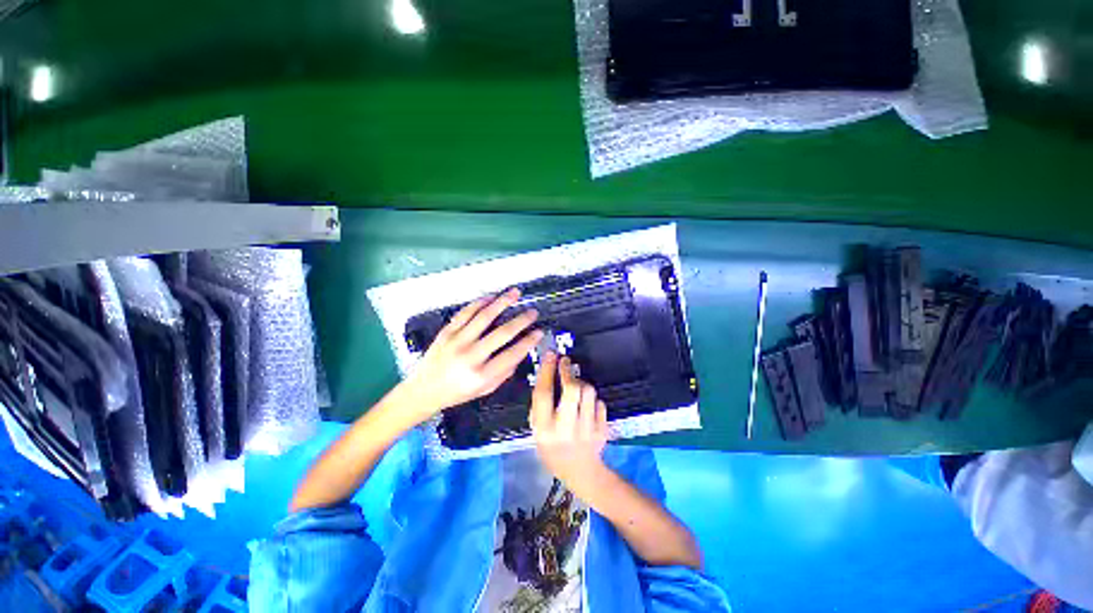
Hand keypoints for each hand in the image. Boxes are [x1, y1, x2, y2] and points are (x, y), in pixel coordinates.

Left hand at [401, 288, 542, 420]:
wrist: (423, 390)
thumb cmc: (456, 392)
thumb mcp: (484, 390)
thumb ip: (504, 372)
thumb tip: (520, 352)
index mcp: (481, 375)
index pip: (512, 354)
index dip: (529, 341)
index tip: (539, 332)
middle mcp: (470, 356)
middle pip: (502, 333)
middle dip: (521, 320)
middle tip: (532, 312)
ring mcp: (456, 341)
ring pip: (484, 316)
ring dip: (502, 302)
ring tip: (515, 293)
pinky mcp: (446, 332)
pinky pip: (466, 312)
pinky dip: (480, 303)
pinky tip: (491, 297)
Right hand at [530, 353, 609, 491]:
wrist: (581, 472)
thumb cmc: (553, 450)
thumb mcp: (538, 431)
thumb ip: (540, 406)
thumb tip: (548, 375)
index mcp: (545, 430)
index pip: (544, 394)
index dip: (547, 371)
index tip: (551, 355)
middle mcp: (565, 428)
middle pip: (572, 390)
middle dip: (568, 372)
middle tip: (565, 362)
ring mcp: (587, 429)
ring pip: (588, 392)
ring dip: (581, 384)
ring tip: (576, 387)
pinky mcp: (602, 429)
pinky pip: (599, 402)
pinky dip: (592, 399)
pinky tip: (586, 406)